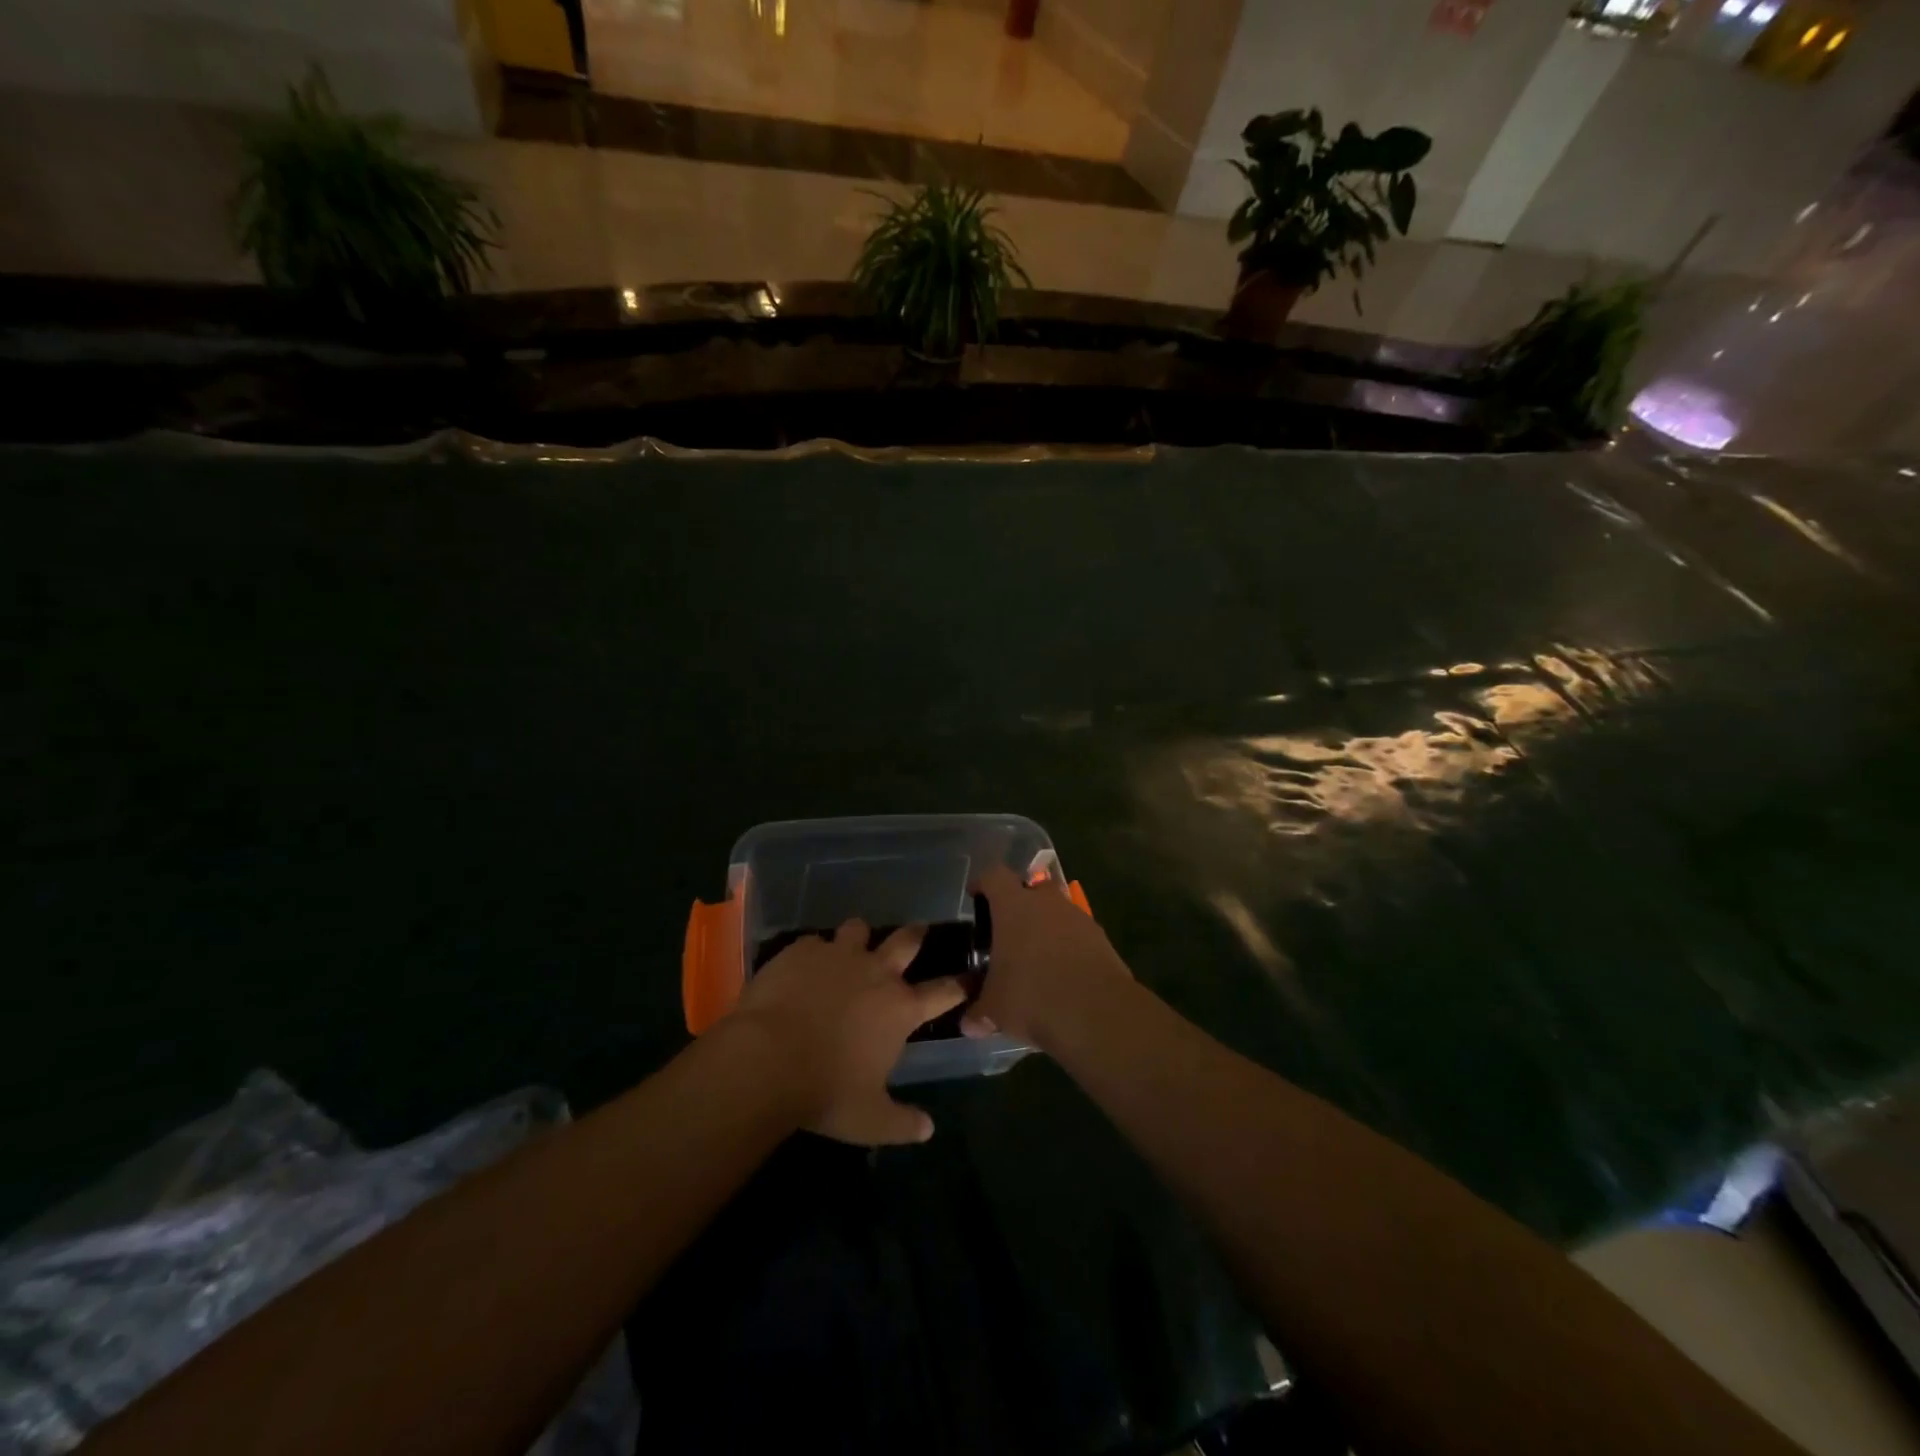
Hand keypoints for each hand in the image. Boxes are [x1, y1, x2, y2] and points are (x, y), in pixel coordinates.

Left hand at [730, 920, 964, 1145]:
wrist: (766, 1059)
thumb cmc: (825, 1091)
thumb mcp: (869, 1120)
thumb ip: (902, 1123)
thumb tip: (928, 1130)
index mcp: (900, 1008)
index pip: (944, 991)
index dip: (960, 984)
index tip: (968, 977)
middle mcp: (876, 972)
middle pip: (906, 940)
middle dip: (916, 934)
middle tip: (918, 931)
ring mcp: (838, 955)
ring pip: (858, 929)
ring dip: (859, 937)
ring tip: (852, 945)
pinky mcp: (802, 950)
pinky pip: (813, 942)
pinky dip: (812, 952)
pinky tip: (802, 967)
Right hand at [964, 864, 1132, 1048]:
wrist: (1096, 1012)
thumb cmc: (1032, 997)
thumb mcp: (995, 1009)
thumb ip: (979, 1011)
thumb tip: (968, 1023)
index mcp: (1013, 906)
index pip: (994, 876)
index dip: (982, 883)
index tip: (975, 896)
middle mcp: (1046, 902)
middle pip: (1030, 888)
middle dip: (1019, 904)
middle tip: (1007, 931)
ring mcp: (1078, 917)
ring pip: (1056, 911)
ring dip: (1046, 927)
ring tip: (1036, 958)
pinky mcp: (1101, 938)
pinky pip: (1077, 934)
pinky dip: (1067, 946)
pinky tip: (1062, 974)